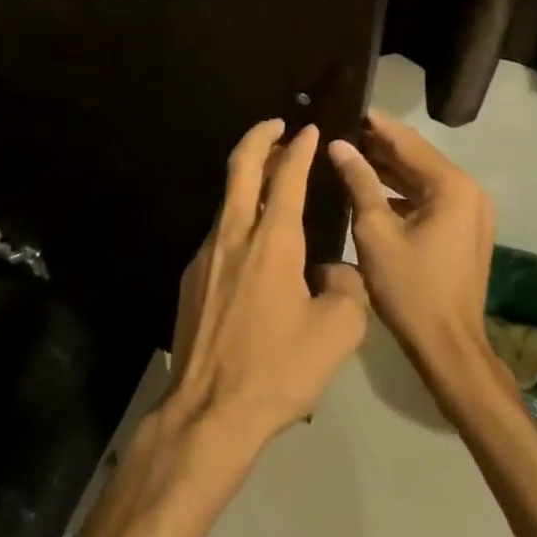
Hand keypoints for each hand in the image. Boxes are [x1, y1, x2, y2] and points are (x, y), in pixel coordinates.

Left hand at [167, 121, 367, 445]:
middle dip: (259, 139)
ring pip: (226, 201)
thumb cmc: (278, 370)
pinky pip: (219, 234)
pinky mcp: (191, 279)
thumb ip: (346, 287)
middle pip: (240, 169)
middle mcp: (233, 236)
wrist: (210, 411)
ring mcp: (205, 256)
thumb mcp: (338, 331)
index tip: (308, 130)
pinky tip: (253, 241)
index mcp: (272, 242)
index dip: (298, 149)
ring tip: (269, 178)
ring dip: (247, 179)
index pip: (285, 178)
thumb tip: (331, 272)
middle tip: (276, 125)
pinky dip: (238, 218)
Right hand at [327, 110, 494, 373]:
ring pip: (423, 178)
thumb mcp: (375, 231)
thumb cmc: (409, 287)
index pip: (408, 142)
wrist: (448, 345)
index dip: (376, 125)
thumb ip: (359, 182)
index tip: (348, 106)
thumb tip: (339, 145)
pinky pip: (430, 198)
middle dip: (380, 145)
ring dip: (389, 168)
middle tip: (341, 129)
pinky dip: (402, 191)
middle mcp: (469, 191)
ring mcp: (471, 211)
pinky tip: (370, 186)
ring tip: (349, 152)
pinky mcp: (465, 229)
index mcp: (452, 187)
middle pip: (418, 157)